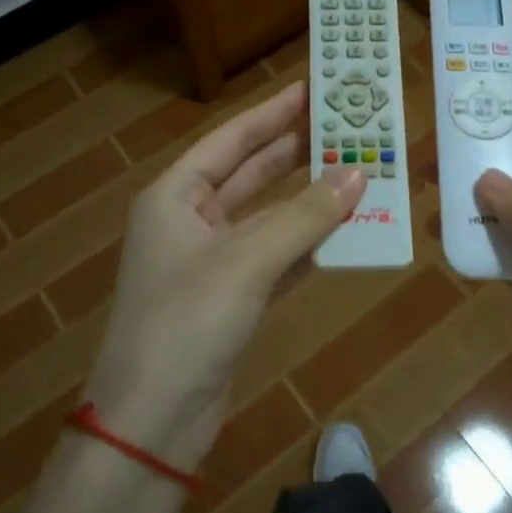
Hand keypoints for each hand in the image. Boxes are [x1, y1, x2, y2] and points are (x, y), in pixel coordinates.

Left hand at [84, 80, 365, 471]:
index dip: (270, 114)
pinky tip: (342, 230)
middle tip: (343, 126)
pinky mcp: (231, 299)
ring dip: (306, 199)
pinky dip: (306, 244)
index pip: (229, 141)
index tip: (310, 90)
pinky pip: (276, 257)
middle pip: (249, 174)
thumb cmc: (187, 321)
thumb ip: (305, 216)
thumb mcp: (248, 260)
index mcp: (175, 197)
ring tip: (355, 172)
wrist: (152, 421)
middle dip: (294, 152)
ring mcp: (211, 263)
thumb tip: (359, 173)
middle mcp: (190, 222)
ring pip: (267, 217)